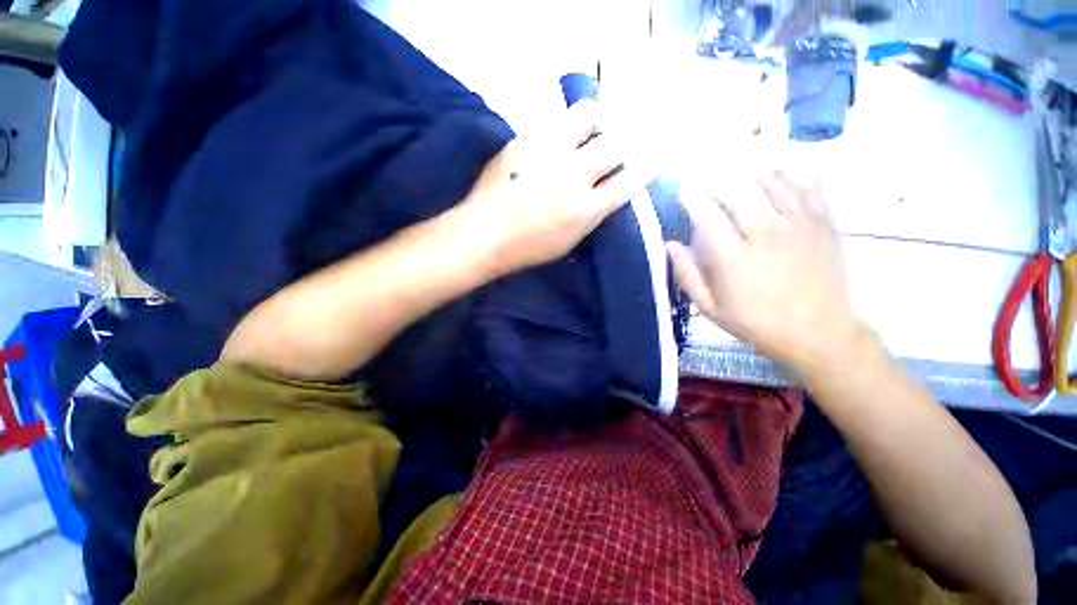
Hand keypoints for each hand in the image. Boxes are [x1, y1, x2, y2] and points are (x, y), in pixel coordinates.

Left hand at [458, 101, 648, 274]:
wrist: (485, 234)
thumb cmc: (528, 248)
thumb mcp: (569, 241)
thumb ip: (591, 214)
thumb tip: (605, 193)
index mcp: (587, 209)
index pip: (630, 180)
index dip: (645, 167)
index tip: (649, 161)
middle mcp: (575, 175)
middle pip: (615, 144)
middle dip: (621, 145)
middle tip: (613, 149)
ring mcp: (550, 152)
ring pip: (589, 115)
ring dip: (597, 121)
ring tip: (591, 129)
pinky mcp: (527, 139)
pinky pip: (555, 122)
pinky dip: (564, 127)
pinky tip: (558, 138)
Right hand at [667, 173, 864, 376]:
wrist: (819, 333)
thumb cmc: (757, 323)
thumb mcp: (711, 309)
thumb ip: (688, 275)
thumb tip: (670, 245)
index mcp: (733, 259)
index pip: (706, 214)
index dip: (691, 197)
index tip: (683, 193)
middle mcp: (765, 234)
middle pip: (736, 190)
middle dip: (716, 184)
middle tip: (709, 189)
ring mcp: (798, 224)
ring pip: (769, 181)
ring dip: (748, 179)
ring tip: (739, 186)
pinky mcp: (823, 222)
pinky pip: (805, 184)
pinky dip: (787, 178)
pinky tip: (776, 183)